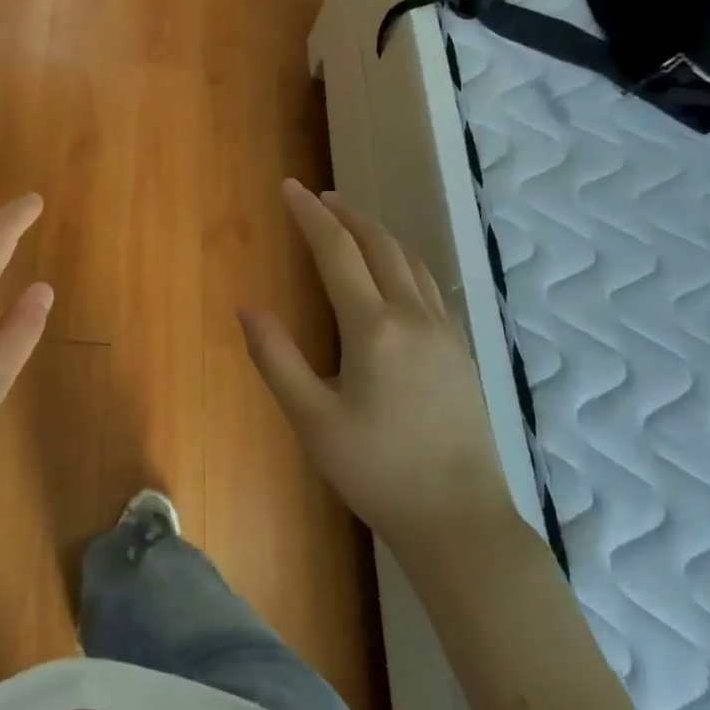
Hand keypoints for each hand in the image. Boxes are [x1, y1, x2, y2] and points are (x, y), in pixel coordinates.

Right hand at [239, 180, 517, 576]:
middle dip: (346, 214)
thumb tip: (247, 308)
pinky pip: (428, 284)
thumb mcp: (312, 419)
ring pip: (410, 261)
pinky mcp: (461, 351)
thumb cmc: (377, 471)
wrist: (461, 522)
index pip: (337, 251)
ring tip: (350, 221)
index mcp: (374, 328)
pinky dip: (401, 259)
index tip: (288, 187)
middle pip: (379, 245)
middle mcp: (414, 317)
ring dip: (376, 232)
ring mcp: (445, 332)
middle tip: (317, 197)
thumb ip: (276, 358)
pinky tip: (392, 271)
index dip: (309, 215)